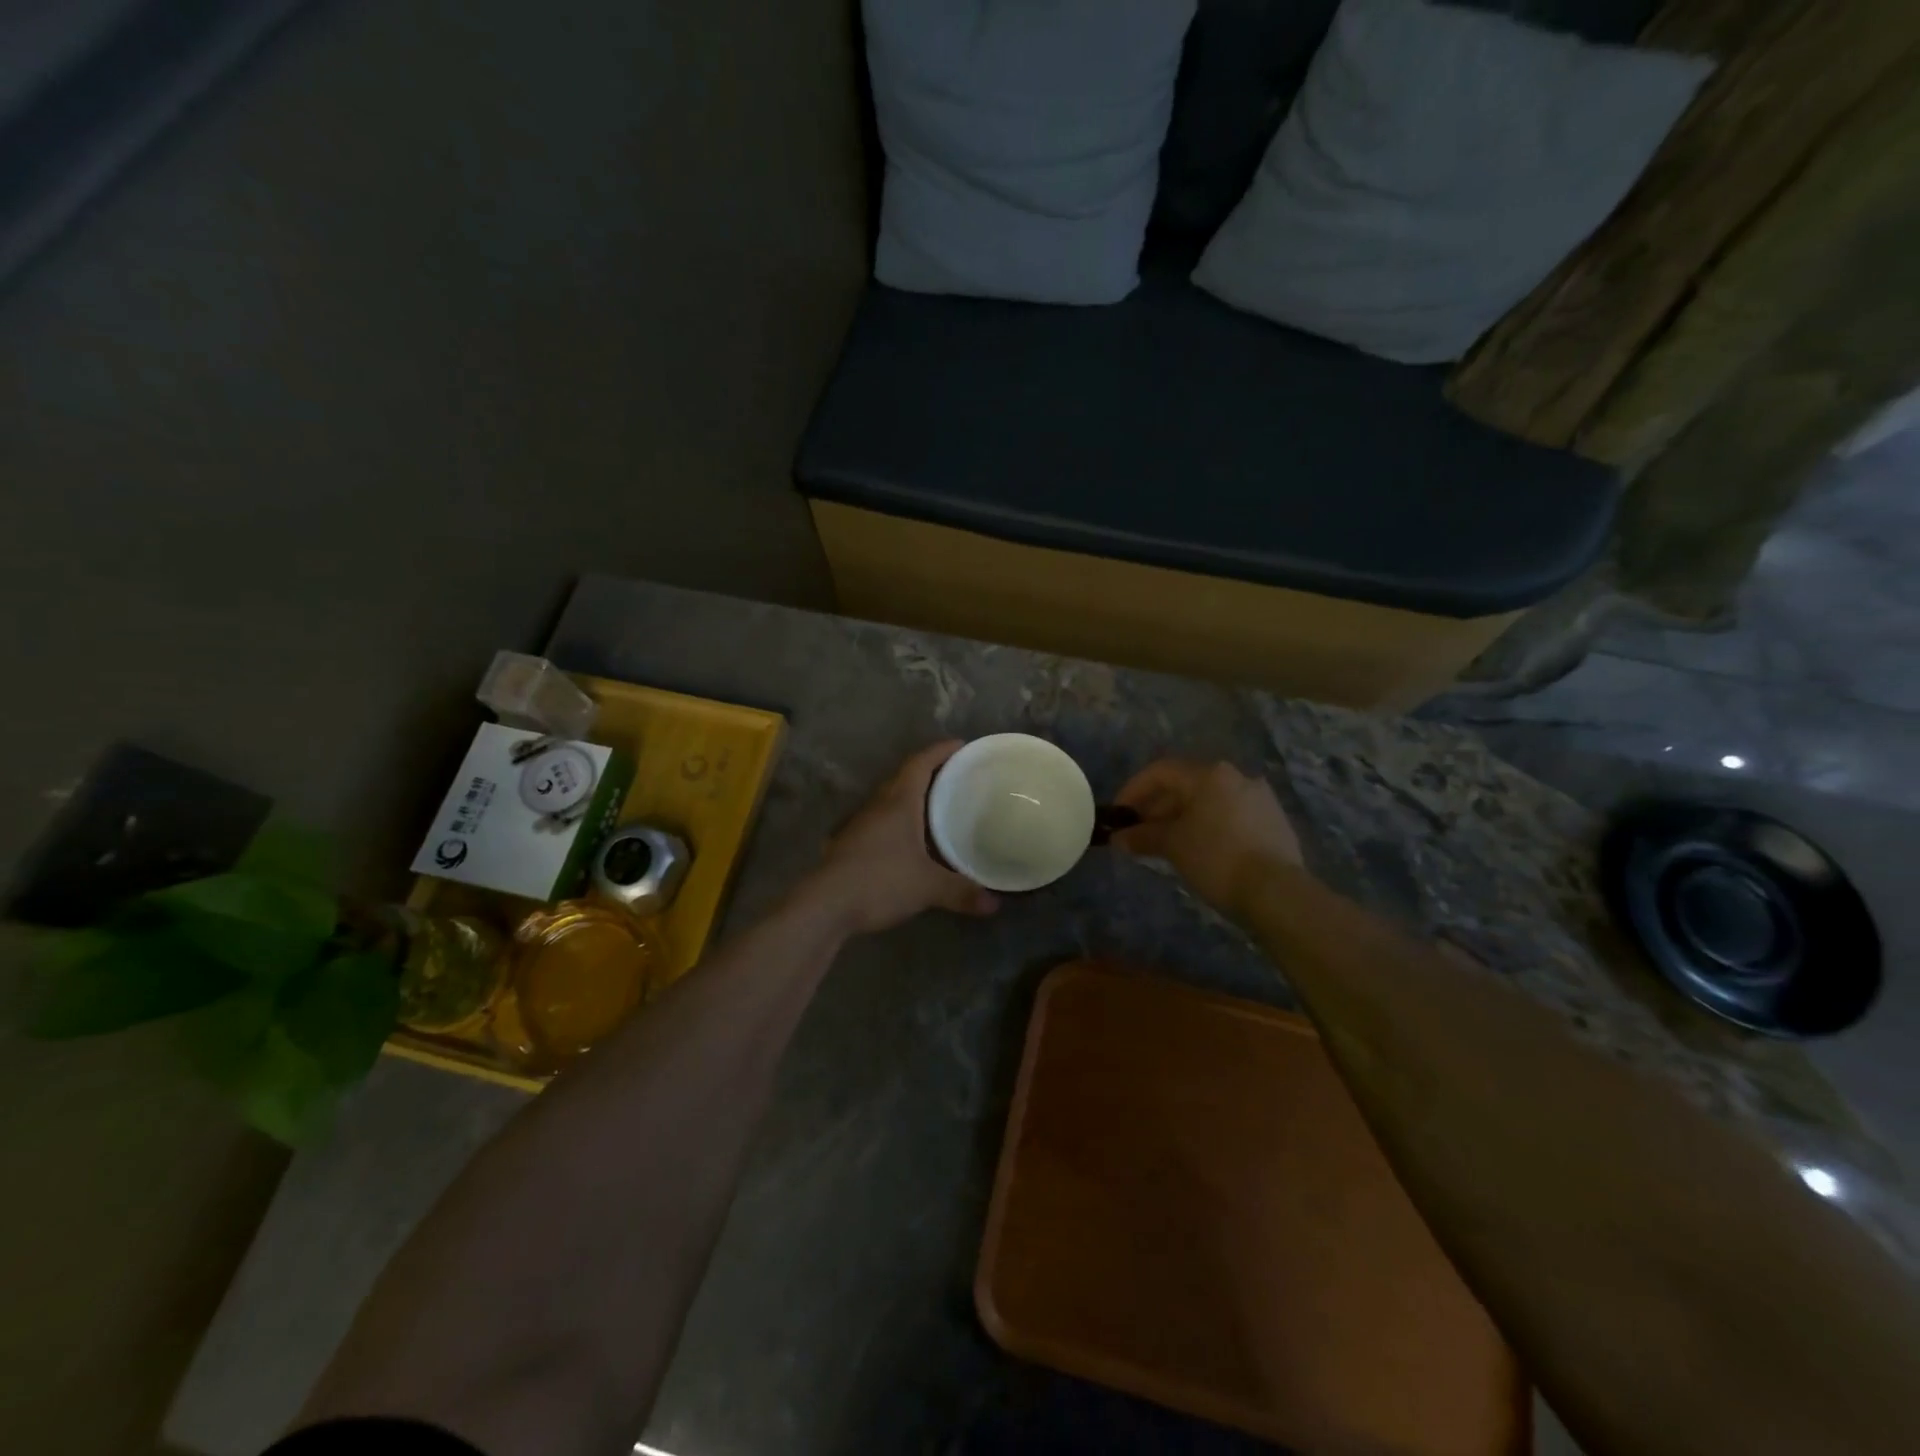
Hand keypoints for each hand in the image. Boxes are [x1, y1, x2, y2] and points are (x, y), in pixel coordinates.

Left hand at [807, 741, 1000, 935]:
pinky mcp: (851, 845)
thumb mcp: (927, 887)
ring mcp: (860, 825)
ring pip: (891, 801)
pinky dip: (900, 822)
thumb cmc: (879, 881)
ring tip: (938, 807)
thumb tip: (995, 904)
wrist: (825, 906)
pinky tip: (911, 841)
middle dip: (929, 773)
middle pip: (904, 779)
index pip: (920, 764)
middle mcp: (878, 806)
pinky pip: (882, 822)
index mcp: (898, 802)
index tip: (960, 745)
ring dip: (913, 799)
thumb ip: (961, 891)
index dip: (940, 751)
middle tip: (955, 777)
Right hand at [1112, 759, 1303, 918]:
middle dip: (1157, 808)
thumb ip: (1143, 837)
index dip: (1133, 790)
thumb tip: (1118, 839)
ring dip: (1182, 818)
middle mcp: (1237, 777)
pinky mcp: (1274, 822)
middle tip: (1139, 833)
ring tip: (1165, 845)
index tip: (1118, 815)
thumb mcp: (1173, 845)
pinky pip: (1229, 817)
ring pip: (1209, 802)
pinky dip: (1207, 827)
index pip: (1160, 772)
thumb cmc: (1216, 858)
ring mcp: (1259, 799)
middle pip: (1186, 785)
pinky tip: (1199, 851)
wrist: (1277, 892)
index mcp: (1210, 774)